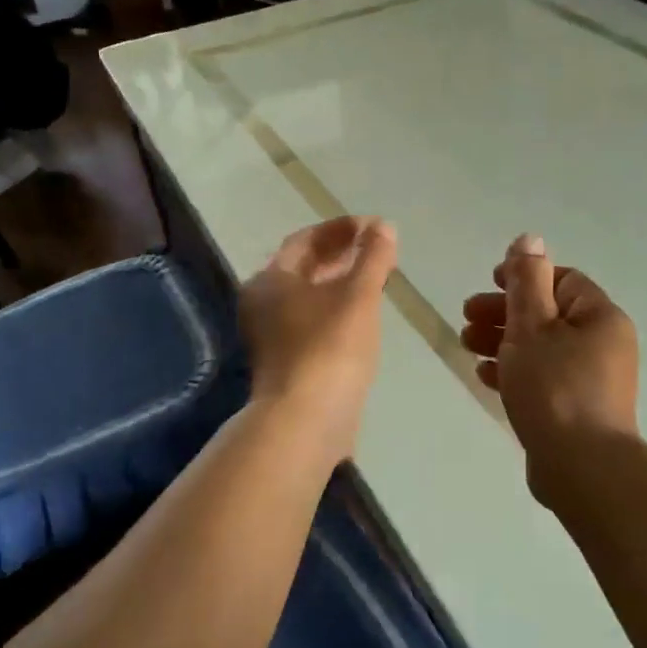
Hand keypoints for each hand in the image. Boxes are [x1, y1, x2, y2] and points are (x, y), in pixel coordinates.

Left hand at [239, 216, 396, 462]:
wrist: (306, 420)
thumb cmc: (330, 347)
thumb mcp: (358, 295)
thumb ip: (372, 258)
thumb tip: (383, 227)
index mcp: (271, 280)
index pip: (305, 240)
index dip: (341, 229)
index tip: (375, 227)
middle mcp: (262, 304)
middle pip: (303, 267)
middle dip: (340, 254)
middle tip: (377, 247)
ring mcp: (271, 336)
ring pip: (308, 296)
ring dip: (339, 281)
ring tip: (375, 275)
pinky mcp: (286, 362)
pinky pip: (312, 321)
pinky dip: (335, 308)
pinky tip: (363, 313)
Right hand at [461, 234, 639, 494]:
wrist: (582, 468)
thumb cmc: (555, 387)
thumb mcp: (533, 326)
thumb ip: (527, 280)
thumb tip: (530, 239)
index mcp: (599, 317)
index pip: (561, 280)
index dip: (523, 277)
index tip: (488, 283)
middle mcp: (602, 344)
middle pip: (548, 314)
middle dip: (504, 312)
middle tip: (467, 317)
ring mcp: (592, 380)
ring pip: (542, 347)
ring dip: (503, 341)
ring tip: (467, 345)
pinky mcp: (577, 409)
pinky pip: (544, 378)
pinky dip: (515, 371)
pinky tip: (484, 376)